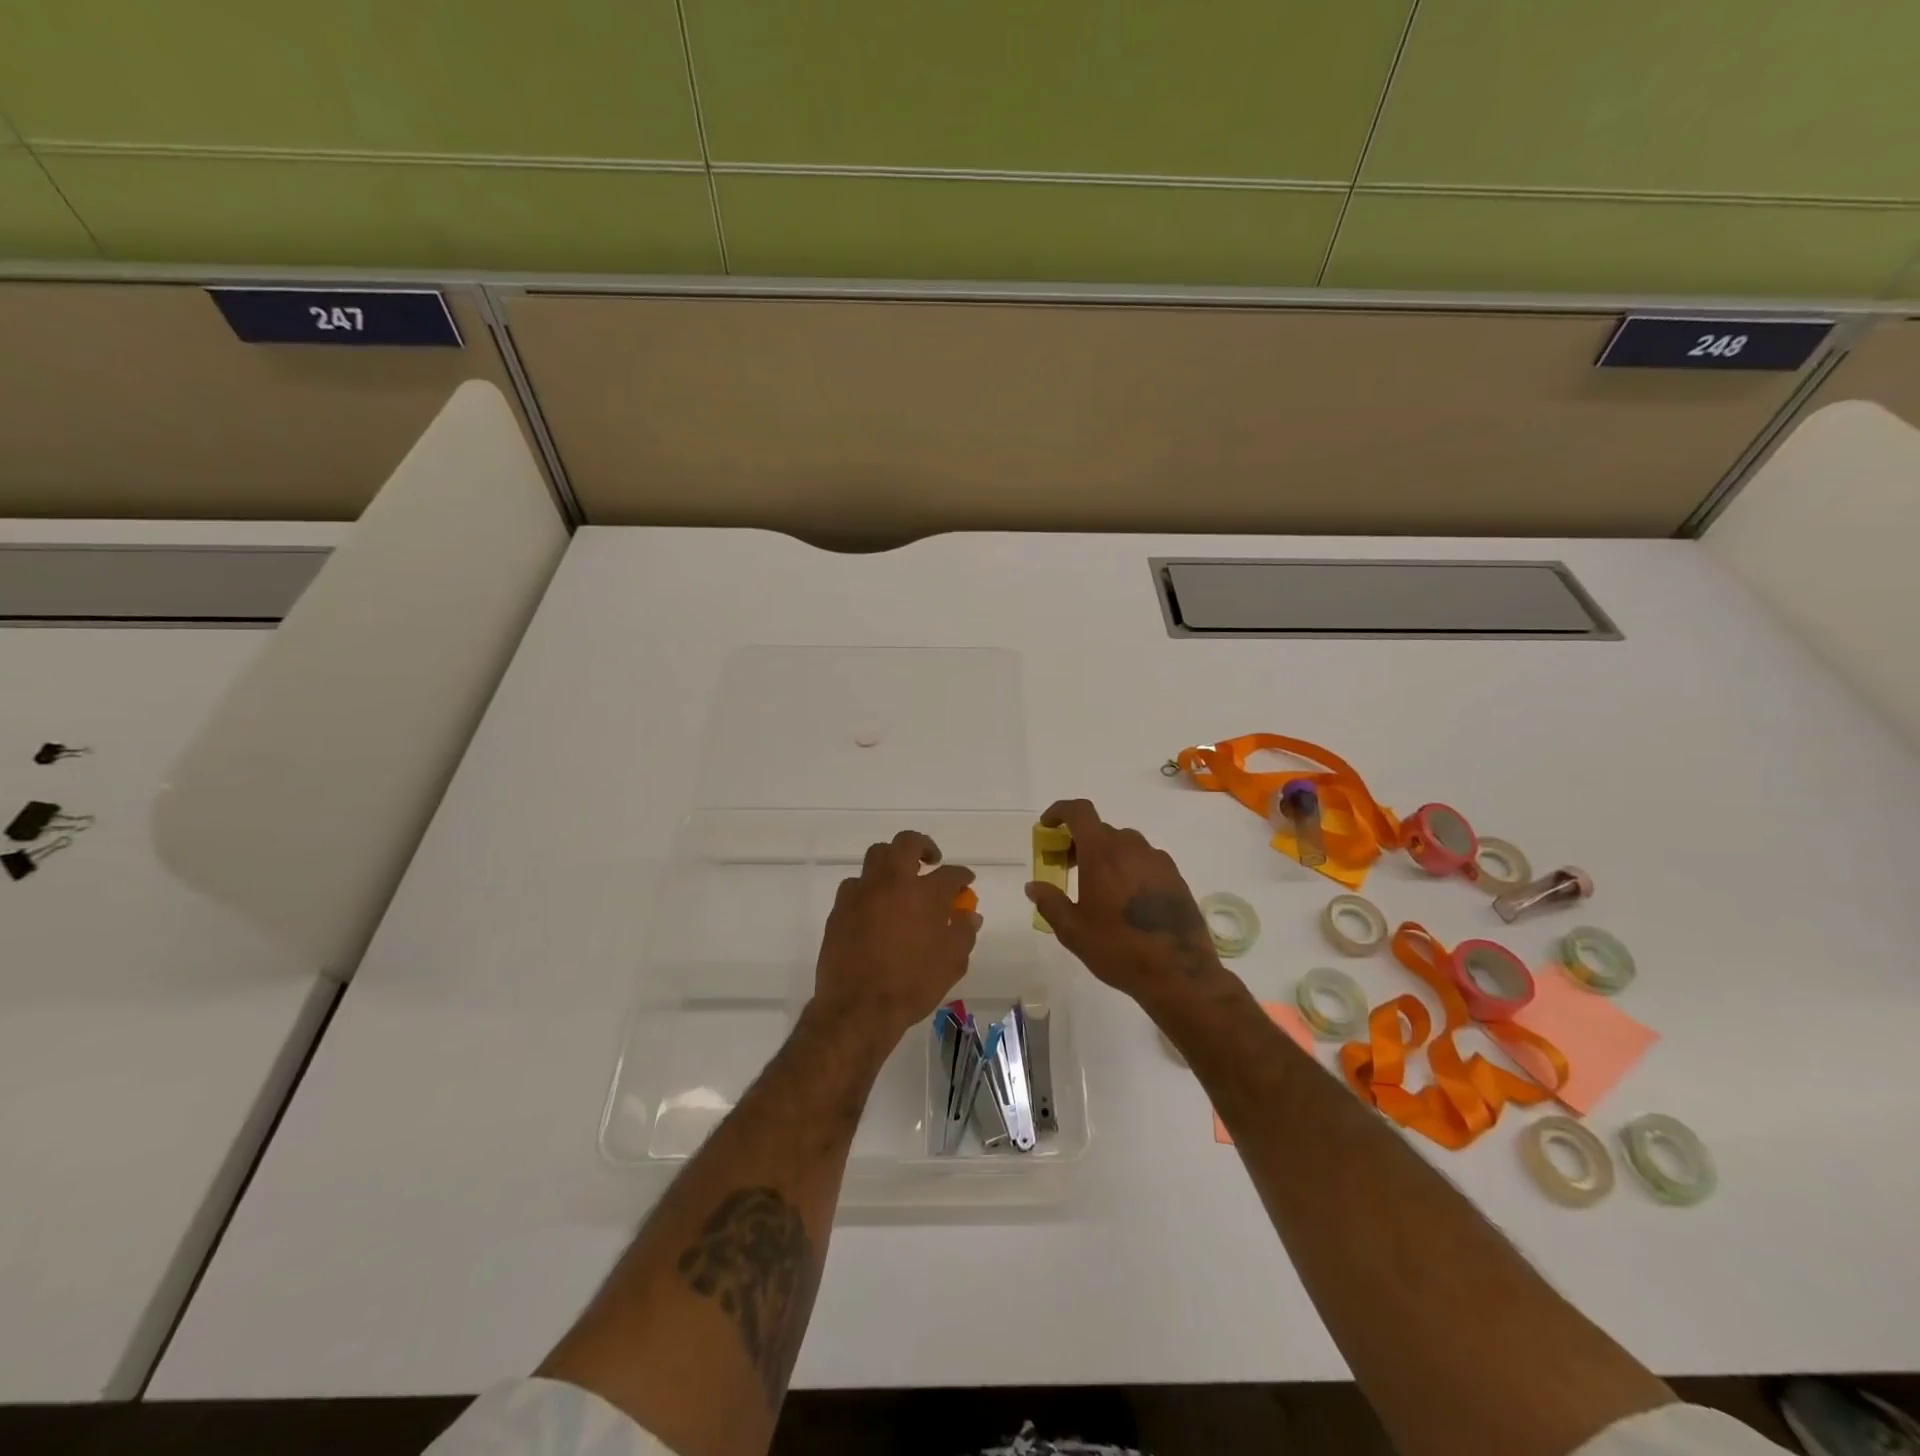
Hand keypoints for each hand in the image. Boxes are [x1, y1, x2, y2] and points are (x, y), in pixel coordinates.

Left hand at [809, 830, 979, 1046]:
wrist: (859, 1008)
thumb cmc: (912, 985)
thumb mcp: (952, 963)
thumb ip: (963, 932)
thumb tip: (969, 914)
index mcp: (926, 894)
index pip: (951, 873)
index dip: (962, 875)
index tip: (966, 880)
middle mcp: (894, 883)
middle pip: (907, 842)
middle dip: (923, 845)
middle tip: (930, 861)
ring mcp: (863, 892)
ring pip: (876, 855)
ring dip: (892, 861)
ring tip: (899, 880)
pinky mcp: (840, 907)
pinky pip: (855, 884)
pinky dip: (868, 888)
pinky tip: (873, 905)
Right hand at [1024, 799, 1227, 1009]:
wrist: (1179, 973)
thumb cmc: (1118, 949)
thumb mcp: (1073, 931)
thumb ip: (1050, 902)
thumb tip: (1033, 886)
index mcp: (1102, 853)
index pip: (1079, 812)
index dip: (1060, 811)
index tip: (1047, 827)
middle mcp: (1131, 847)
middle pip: (1100, 830)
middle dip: (1079, 842)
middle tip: (1067, 868)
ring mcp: (1157, 860)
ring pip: (1124, 844)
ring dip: (1105, 854)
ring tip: (1097, 887)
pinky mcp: (1175, 876)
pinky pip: (1144, 860)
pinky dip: (1128, 867)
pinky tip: (1126, 899)